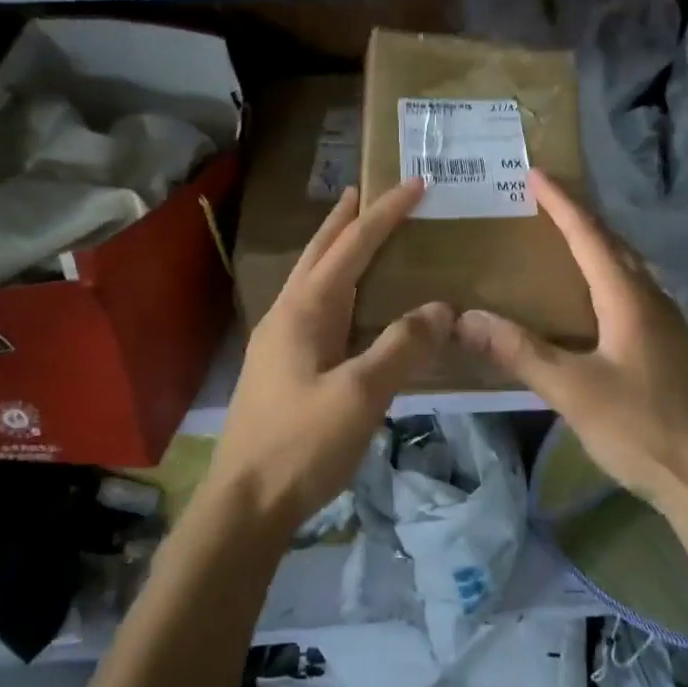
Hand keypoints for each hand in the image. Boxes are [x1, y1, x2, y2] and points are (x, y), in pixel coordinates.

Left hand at [209, 180, 452, 532]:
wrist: (246, 502)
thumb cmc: (302, 444)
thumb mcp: (360, 394)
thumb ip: (402, 346)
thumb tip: (442, 307)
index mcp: (305, 310)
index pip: (351, 246)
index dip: (385, 214)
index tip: (415, 184)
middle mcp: (288, 314)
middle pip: (320, 251)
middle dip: (345, 218)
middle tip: (367, 189)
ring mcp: (281, 340)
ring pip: (313, 278)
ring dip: (336, 249)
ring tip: (358, 231)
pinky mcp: (283, 366)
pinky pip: (316, 307)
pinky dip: (337, 285)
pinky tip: (348, 302)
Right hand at [455, 170, 687, 513]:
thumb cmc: (641, 429)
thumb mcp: (573, 391)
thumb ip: (520, 352)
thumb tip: (466, 318)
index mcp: (629, 299)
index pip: (590, 236)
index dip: (562, 203)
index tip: (537, 173)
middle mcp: (652, 300)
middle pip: (614, 244)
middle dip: (580, 216)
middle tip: (546, 198)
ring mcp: (666, 324)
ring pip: (628, 267)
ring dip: (598, 244)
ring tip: (566, 236)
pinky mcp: (670, 347)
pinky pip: (634, 291)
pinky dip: (608, 274)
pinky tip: (595, 296)